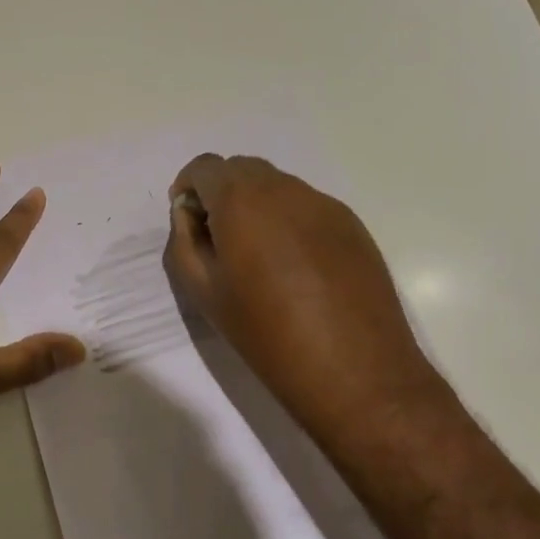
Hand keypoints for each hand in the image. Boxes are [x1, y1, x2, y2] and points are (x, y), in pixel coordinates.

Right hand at [164, 154, 442, 445]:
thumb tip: (190, 213)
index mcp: (241, 200)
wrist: (355, 371)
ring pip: (276, 186)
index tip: (189, 220)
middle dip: (221, 193)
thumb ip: (185, 240)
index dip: (188, 187)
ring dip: (256, 205)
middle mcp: (284, 189)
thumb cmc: (266, 333)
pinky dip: (288, 220)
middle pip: (241, 169)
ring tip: (259, 256)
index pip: (204, 167)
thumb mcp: (204, 291)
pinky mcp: (352, 224)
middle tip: (219, 239)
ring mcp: (323, 204)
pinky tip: (296, 267)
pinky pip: (306, 207)